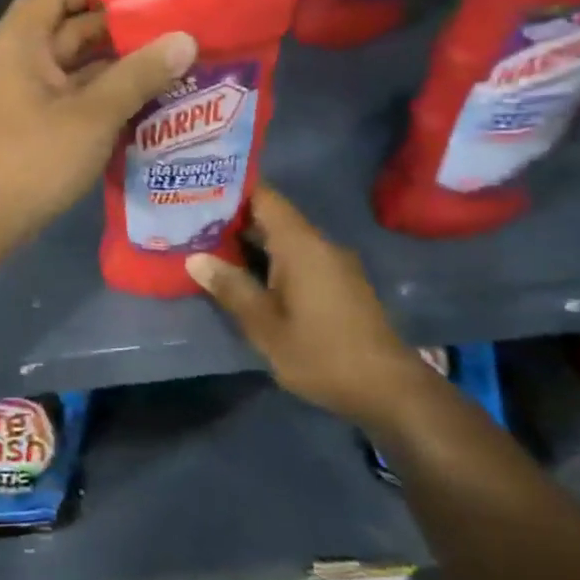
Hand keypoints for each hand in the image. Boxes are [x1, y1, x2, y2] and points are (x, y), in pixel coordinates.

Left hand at [0, 0, 194, 253]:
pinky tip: (144, 99)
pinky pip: (70, 94)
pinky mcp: (30, 122)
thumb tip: (185, 39)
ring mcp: (21, 92)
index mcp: (19, 42)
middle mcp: (16, 59)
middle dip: (117, 29)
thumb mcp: (93, 114)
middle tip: (172, 31)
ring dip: (114, 64)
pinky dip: (101, 93)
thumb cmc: (34, 158)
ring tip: (170, 62)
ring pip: (72, 65)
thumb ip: (139, 75)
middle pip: (67, 28)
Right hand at [186, 184, 440, 429]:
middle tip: (189, 220)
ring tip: (207, 245)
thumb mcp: (265, 325)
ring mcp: (332, 264)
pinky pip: (297, 257)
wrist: (389, 391)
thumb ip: (231, 288)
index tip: (197, 188)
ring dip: (249, 241)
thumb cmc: (321, 354)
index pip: (264, 196)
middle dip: (232, 218)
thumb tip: (195, 259)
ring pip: (283, 239)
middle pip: (271, 216)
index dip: (231, 188)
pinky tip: (244, 275)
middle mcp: (319, 244)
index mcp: (300, 244)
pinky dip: (269, 259)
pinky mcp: (339, 284)